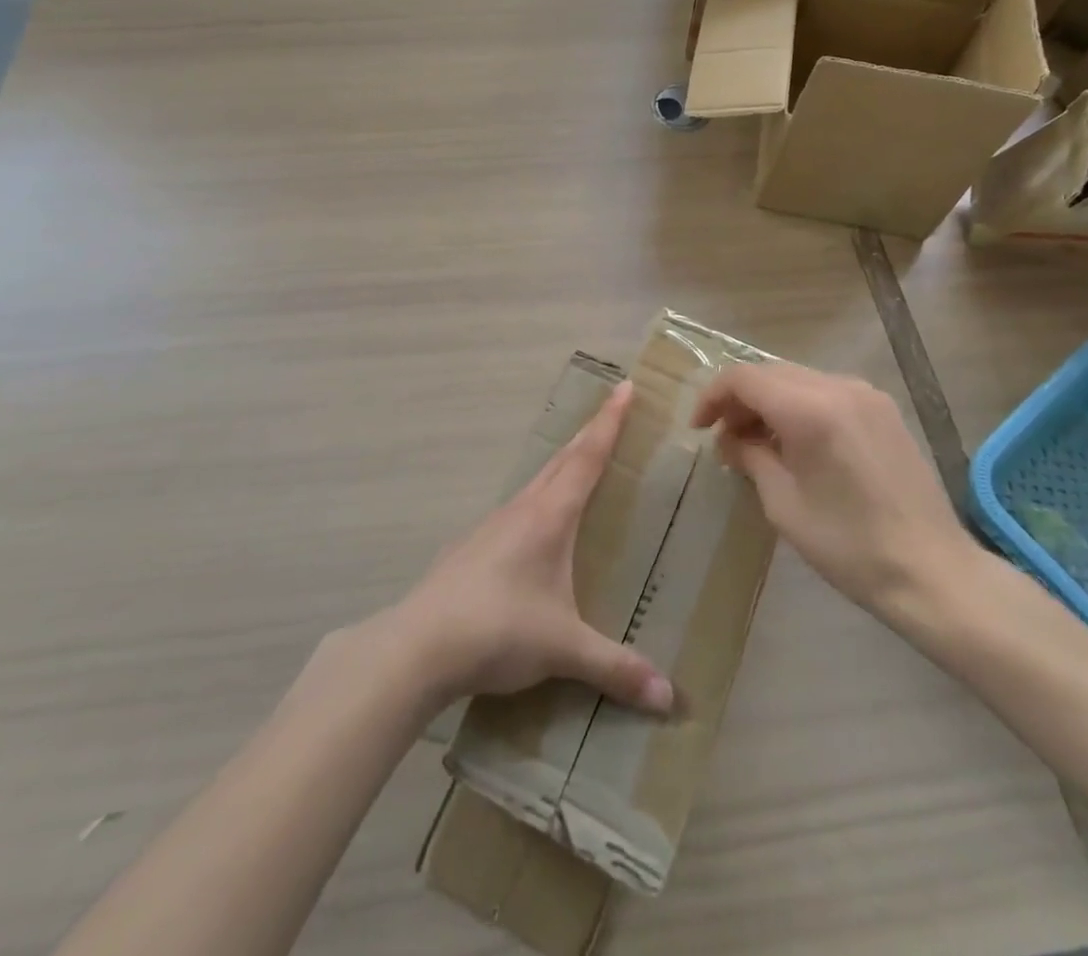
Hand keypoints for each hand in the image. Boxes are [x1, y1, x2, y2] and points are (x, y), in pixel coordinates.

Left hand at [388, 382, 673, 715]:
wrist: (418, 645)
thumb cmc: (499, 630)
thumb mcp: (564, 649)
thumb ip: (616, 668)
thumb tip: (669, 699)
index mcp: (549, 517)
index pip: (587, 457)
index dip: (609, 422)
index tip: (624, 387)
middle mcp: (521, 510)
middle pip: (561, 460)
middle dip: (589, 434)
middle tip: (611, 413)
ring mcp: (491, 526)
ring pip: (535, 483)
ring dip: (560, 466)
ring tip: (578, 466)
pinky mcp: (471, 548)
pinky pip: (515, 510)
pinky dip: (536, 500)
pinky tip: (533, 528)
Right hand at [691, 363, 982, 628]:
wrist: (931, 570)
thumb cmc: (849, 545)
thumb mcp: (783, 504)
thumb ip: (750, 457)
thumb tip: (729, 439)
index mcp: (811, 409)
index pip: (744, 378)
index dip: (712, 396)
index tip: (698, 428)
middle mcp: (839, 387)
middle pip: (770, 373)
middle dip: (739, 399)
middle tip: (723, 438)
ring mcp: (866, 395)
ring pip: (797, 379)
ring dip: (768, 402)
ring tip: (755, 443)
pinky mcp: (883, 409)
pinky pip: (826, 391)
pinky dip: (798, 406)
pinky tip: (794, 442)